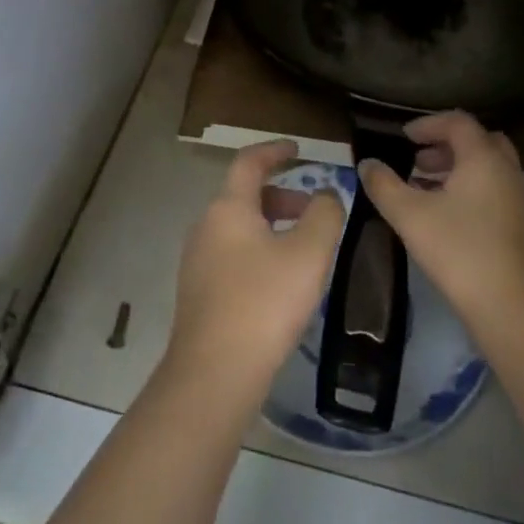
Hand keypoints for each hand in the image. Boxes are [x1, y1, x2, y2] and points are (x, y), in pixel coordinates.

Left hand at [166, 140, 345, 398]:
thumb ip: (324, 214)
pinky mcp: (198, 292)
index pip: (249, 161)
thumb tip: (326, 195)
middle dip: (281, 195)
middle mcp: (206, 226)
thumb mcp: (309, 253)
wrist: (214, 375)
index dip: (275, 150)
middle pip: (244, 195)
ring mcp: (197, 261)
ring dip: (271, 225)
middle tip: (313, 209)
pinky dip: (258, 250)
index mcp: (228, 208)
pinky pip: (232, 254)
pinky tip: (280, 281)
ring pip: (238, 227)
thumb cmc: (265, 303)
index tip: (298, 149)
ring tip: (304, 248)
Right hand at [358, 112, 523, 337]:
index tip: (404, 137)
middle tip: (418, 161)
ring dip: (459, 170)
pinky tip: (448, 219)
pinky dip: (472, 191)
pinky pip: (496, 192)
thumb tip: (367, 164)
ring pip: (489, 169)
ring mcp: (521, 199)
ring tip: (426, 190)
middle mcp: (508, 170)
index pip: (458, 122)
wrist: (515, 309)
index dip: (428, 124)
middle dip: (446, 146)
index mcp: (484, 158)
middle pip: (479, 141)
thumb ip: (384, 185)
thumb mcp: (410, 216)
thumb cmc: (460, 251)